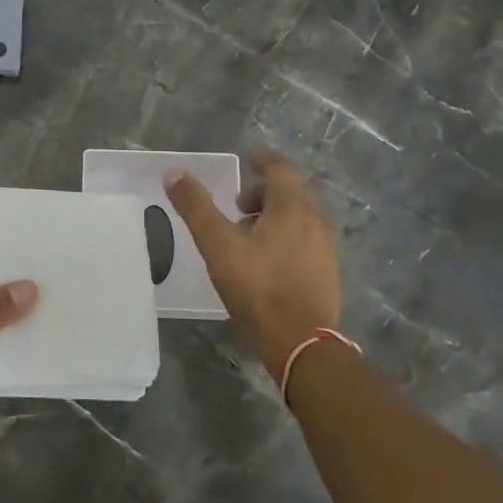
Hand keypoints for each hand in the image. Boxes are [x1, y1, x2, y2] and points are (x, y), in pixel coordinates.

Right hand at [164, 153, 341, 375]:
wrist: (301, 342)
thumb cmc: (258, 287)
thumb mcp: (218, 245)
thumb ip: (196, 207)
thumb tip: (174, 172)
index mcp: (292, 208)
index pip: (282, 170)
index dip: (265, 162)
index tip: (250, 161)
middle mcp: (315, 222)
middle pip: (295, 193)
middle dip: (267, 192)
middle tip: (240, 205)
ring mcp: (326, 249)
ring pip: (303, 219)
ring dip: (278, 217)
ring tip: (249, 237)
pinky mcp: (329, 275)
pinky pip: (309, 243)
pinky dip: (289, 239)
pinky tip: (269, 263)